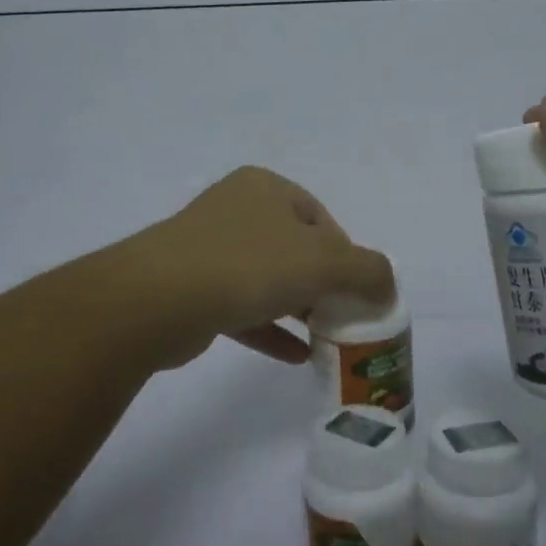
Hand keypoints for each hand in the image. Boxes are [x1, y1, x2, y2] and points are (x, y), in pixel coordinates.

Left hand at [126, 166, 394, 371]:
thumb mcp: (324, 261)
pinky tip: (297, 357)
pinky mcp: (192, 290)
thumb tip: (388, 286)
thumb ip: (368, 271)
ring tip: (327, 338)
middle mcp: (236, 210)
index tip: (358, 291)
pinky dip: (271, 329)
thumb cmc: (249, 264)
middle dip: (324, 284)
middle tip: (344, 317)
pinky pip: (243, 308)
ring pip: (268, 278)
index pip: (321, 219)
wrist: (157, 300)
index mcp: (266, 188)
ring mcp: (209, 250)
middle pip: (295, 248)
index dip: (347, 255)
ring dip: (299, 308)